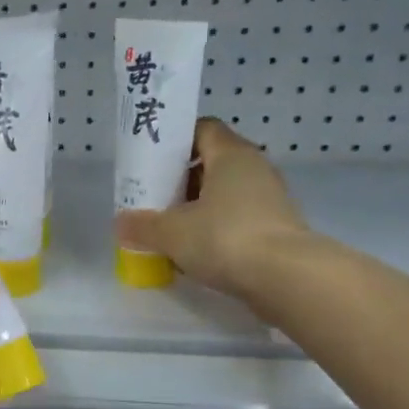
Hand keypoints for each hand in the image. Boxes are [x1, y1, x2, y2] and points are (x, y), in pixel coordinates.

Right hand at [114, 119, 309, 299]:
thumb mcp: (171, 232)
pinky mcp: (276, 228)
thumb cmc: (225, 238)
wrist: (287, 279)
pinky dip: (215, 230)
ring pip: (225, 194)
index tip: (151, 160)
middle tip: (153, 198)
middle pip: (212, 162)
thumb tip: (121, 224)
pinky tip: (194, 251)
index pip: (202, 129)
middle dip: (181, 179)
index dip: (175, 140)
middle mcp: (254, 169)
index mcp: (231, 154)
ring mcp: (269, 200)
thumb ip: (142, 226)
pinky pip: (237, 219)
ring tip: (169, 228)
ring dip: (197, 207)